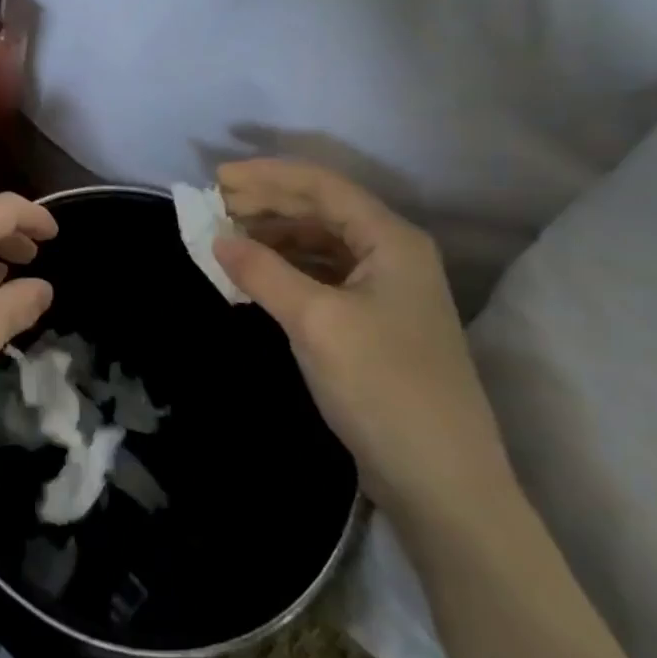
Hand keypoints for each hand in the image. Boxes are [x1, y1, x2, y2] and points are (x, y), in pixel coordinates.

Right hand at [211, 159, 512, 527]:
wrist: (441, 481)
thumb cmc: (382, 386)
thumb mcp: (315, 322)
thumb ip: (264, 272)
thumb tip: (218, 239)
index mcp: (391, 240)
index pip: (322, 186)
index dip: (266, 176)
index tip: (217, 179)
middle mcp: (393, 254)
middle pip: (321, 210)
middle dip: (267, 203)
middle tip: (215, 207)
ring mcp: (386, 289)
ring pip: (320, 242)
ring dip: (274, 236)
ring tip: (228, 239)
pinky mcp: (374, 321)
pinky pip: (322, 275)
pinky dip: (286, 268)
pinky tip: (256, 277)